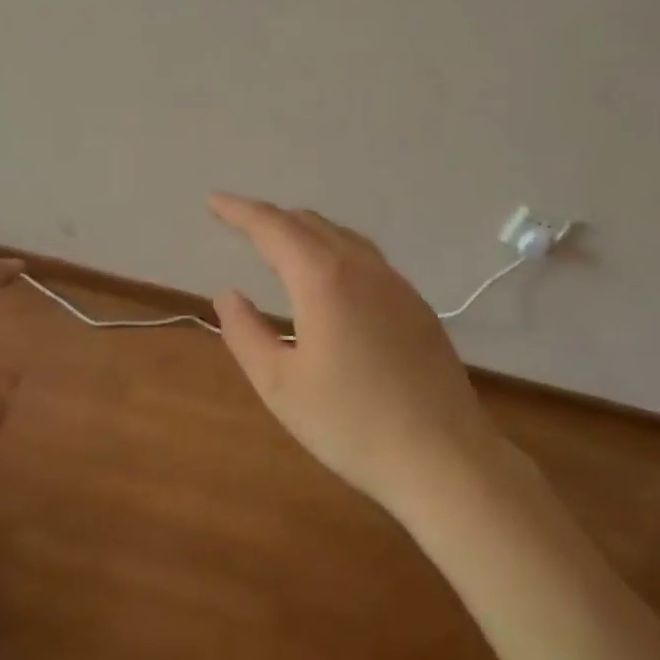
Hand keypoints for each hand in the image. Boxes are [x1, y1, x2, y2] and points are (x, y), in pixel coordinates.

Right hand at [208, 194, 507, 516]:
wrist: (445, 458)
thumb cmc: (351, 424)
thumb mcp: (280, 385)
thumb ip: (245, 333)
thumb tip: (228, 294)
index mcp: (323, 279)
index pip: (272, 227)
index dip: (239, 211)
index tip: (214, 201)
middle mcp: (361, 267)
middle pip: (308, 223)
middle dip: (270, 218)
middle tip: (239, 224)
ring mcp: (395, 283)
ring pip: (341, 235)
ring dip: (304, 230)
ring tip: (280, 243)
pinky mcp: (416, 304)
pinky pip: (365, 256)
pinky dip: (333, 249)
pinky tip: (331, 277)